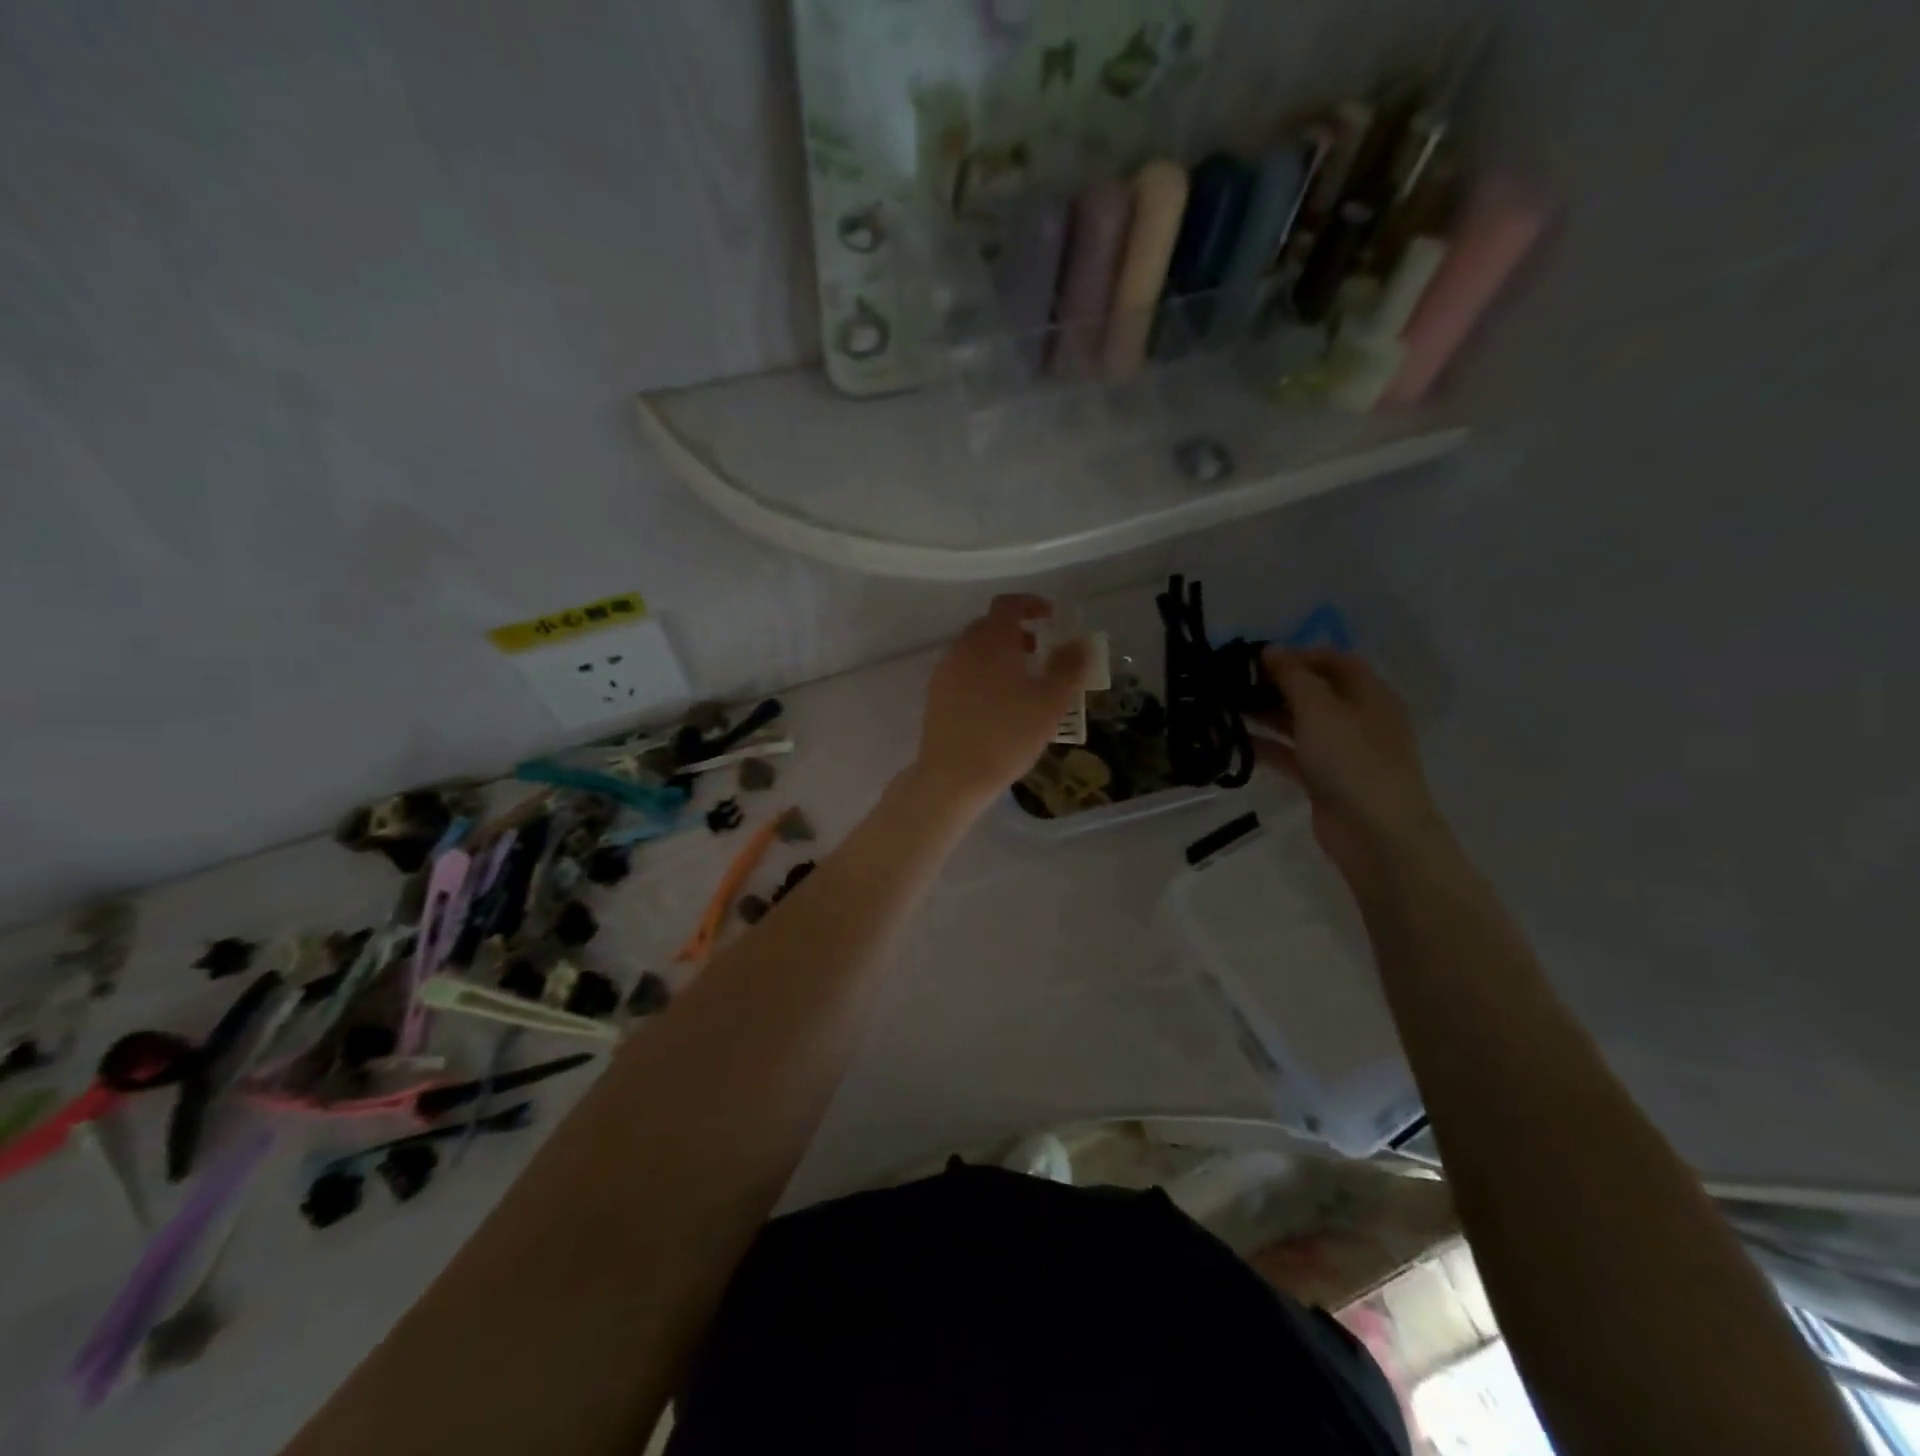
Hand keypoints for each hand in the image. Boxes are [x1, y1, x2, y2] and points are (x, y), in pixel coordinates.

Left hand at [910, 595, 1090, 813]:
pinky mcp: (935, 695)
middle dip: (1016, 631)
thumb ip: (1069, 667)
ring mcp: (944, 672)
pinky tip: (998, 702)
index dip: (1031, 604)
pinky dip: (983, 673)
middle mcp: (962, 648)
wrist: (953, 777)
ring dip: (999, 653)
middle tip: (1040, 651)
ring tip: (1022, 680)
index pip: (1008, 604)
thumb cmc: (1008, 736)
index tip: (1051, 616)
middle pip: (989, 626)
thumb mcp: (1050, 703)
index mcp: (990, 640)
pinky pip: (963, 671)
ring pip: (974, 650)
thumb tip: (1081, 642)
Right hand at [1251, 648, 1451, 885]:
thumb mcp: (1320, 709)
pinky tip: (1235, 741)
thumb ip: (1293, 677)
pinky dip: (1267, 746)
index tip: (1258, 657)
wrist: (1375, 833)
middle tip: (1234, 682)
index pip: (1335, 662)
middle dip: (1276, 684)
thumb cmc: (1352, 760)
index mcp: (1368, 695)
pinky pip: (1290, 755)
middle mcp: (1357, 719)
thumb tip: (1271, 649)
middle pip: (1314, 692)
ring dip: (1266, 714)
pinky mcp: (1323, 779)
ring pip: (1299, 724)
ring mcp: (1340, 752)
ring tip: (1226, 707)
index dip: (1299, 654)